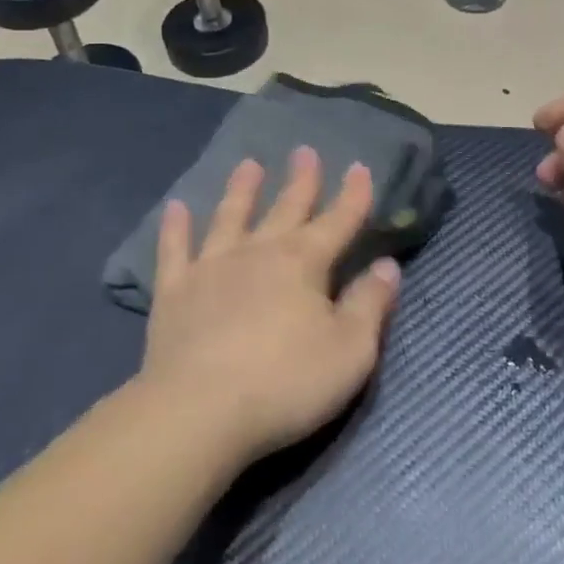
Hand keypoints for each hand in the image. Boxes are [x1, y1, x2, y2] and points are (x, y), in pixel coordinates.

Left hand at [139, 148, 399, 462]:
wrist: (198, 412)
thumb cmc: (286, 383)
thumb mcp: (350, 351)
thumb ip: (370, 305)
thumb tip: (388, 266)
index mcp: (304, 263)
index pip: (338, 221)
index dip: (353, 195)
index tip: (360, 167)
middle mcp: (259, 253)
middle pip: (286, 209)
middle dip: (301, 181)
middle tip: (305, 150)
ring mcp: (212, 268)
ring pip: (230, 218)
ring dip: (242, 190)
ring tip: (249, 164)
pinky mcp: (174, 293)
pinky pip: (175, 250)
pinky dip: (176, 228)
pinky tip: (176, 208)